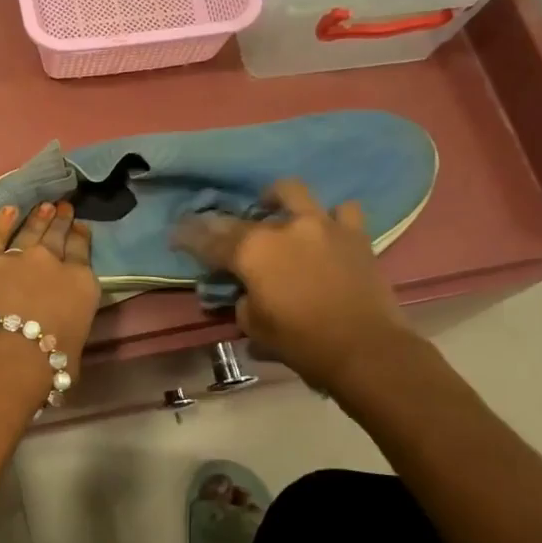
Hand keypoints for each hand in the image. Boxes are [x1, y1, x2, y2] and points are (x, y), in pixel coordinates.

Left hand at [0, 202, 99, 373]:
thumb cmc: (44, 368)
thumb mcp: (73, 350)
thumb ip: (68, 328)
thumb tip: (60, 329)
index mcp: (81, 285)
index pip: (82, 253)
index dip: (81, 238)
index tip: (81, 227)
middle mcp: (51, 263)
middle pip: (57, 237)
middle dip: (61, 221)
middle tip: (64, 208)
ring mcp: (15, 257)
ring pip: (29, 231)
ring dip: (38, 218)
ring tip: (44, 207)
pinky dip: (1, 221)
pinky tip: (7, 210)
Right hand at [172, 178, 409, 395]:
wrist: (365, 349)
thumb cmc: (301, 342)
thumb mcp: (253, 326)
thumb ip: (242, 299)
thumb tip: (245, 290)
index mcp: (251, 251)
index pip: (208, 239)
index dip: (188, 237)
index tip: (176, 234)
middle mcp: (283, 228)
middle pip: (243, 217)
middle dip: (225, 223)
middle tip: (222, 235)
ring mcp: (322, 225)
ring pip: (292, 193)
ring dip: (278, 201)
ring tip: (275, 215)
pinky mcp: (354, 235)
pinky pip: (342, 212)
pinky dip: (330, 219)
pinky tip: (324, 232)